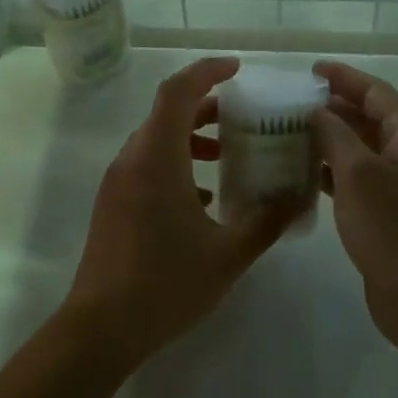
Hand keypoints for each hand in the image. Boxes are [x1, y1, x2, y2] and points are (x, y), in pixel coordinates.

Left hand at [65, 57, 292, 359]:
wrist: (101, 328)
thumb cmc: (166, 284)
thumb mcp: (229, 255)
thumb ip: (266, 222)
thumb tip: (296, 199)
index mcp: (157, 158)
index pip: (178, 92)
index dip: (207, 71)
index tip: (237, 69)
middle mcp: (132, 160)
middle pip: (167, 112)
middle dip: (206, 106)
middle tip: (243, 116)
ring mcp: (117, 182)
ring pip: (156, 140)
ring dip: (191, 138)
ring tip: (227, 154)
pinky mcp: (113, 204)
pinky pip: (146, 166)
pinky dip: (176, 165)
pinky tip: (203, 198)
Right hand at [311, 60, 397, 352]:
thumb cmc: (394, 230)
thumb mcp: (358, 175)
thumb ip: (335, 135)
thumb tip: (318, 111)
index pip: (377, 92)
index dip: (344, 78)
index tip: (310, 70)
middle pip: (371, 119)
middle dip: (334, 108)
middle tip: (292, 104)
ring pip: (363, 151)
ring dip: (331, 141)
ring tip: (291, 135)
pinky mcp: (392, 215)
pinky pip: (360, 181)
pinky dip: (334, 173)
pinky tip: (304, 176)